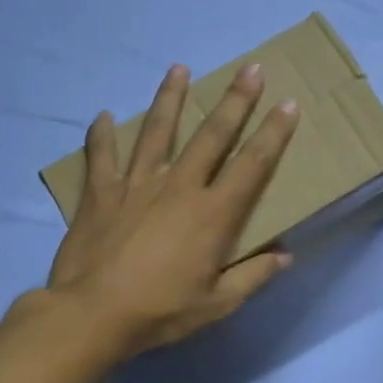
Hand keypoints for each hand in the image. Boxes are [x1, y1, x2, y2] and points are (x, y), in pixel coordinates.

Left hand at [47, 62, 299, 357]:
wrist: (94, 314)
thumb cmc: (161, 312)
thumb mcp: (217, 305)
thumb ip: (253, 277)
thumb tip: (284, 256)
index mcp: (213, 213)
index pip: (253, 164)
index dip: (274, 133)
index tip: (288, 104)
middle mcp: (179, 187)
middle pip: (212, 135)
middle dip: (235, 100)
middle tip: (250, 68)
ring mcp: (137, 184)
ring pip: (157, 131)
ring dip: (170, 98)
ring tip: (179, 68)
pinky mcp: (101, 193)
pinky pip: (101, 156)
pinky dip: (102, 135)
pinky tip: (103, 116)